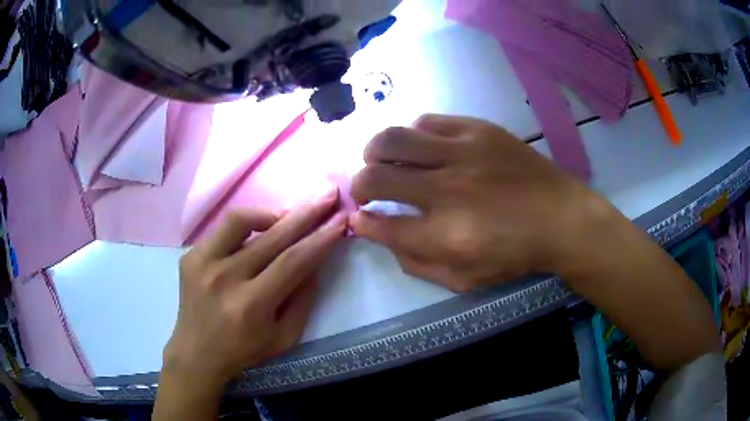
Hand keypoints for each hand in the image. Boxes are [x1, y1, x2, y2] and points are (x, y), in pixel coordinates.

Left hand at [162, 190, 346, 386]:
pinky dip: (245, 225)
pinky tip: (257, 232)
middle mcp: (224, 278)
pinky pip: (223, 229)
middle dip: (306, 212)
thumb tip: (314, 262)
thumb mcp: (284, 338)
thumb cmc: (243, 351)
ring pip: (241, 219)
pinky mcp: (190, 256)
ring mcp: (202, 263)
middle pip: (273, 235)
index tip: (341, 219)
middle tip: (327, 195)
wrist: (196, 353)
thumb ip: (302, 300)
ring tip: (287, 217)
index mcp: (251, 304)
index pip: (293, 261)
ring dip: (271, 213)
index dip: (321, 238)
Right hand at [350, 114, 596, 291]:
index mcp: (446, 236)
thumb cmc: (515, 255)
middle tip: (366, 190)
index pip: (382, 225)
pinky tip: (421, 147)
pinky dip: (413, 136)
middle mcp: (449, 191)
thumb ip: (415, 261)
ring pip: (392, 139)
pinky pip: (427, 121)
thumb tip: (376, 232)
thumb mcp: (464, 279)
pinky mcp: (479, 130)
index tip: (360, 217)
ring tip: (383, 161)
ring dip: (375, 153)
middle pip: (375, 177)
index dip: (363, 221)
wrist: (562, 218)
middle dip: (358, 186)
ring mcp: (464, 153)